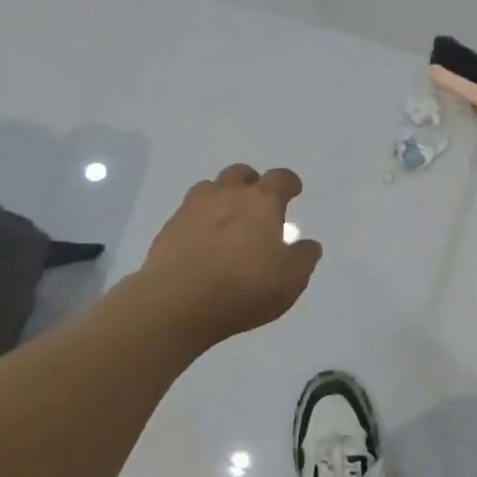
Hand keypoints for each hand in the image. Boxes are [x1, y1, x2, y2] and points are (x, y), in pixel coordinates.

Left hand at [140, 164, 322, 346]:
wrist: (176, 303)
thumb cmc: (243, 287)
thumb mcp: (290, 279)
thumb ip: (303, 258)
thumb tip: (309, 244)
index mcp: (261, 202)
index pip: (279, 178)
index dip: (289, 182)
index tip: (293, 190)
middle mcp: (227, 195)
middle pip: (240, 174)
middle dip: (251, 183)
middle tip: (257, 203)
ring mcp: (193, 209)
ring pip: (209, 188)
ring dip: (221, 197)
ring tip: (227, 220)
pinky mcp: (168, 229)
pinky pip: (188, 214)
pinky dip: (199, 221)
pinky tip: (202, 243)